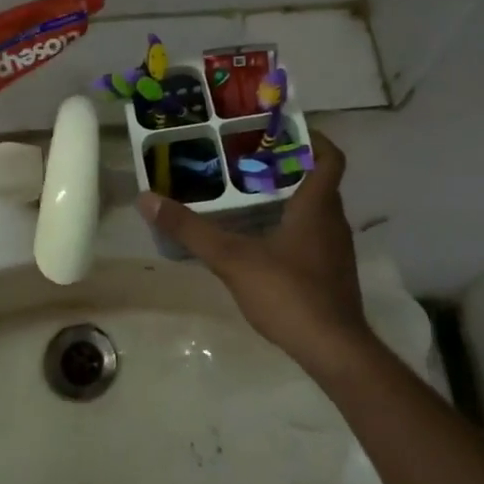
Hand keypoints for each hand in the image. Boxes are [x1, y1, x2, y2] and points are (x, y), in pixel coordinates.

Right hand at [136, 134, 373, 376]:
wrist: (333, 351)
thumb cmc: (289, 293)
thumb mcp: (232, 259)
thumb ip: (190, 229)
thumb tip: (147, 199)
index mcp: (317, 206)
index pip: (330, 157)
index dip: (311, 139)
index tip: (280, 132)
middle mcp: (333, 222)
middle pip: (317, 182)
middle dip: (286, 168)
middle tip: (247, 162)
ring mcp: (336, 251)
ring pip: (315, 211)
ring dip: (289, 199)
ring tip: (248, 197)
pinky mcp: (332, 275)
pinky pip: (313, 237)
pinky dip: (291, 229)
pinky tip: (260, 243)